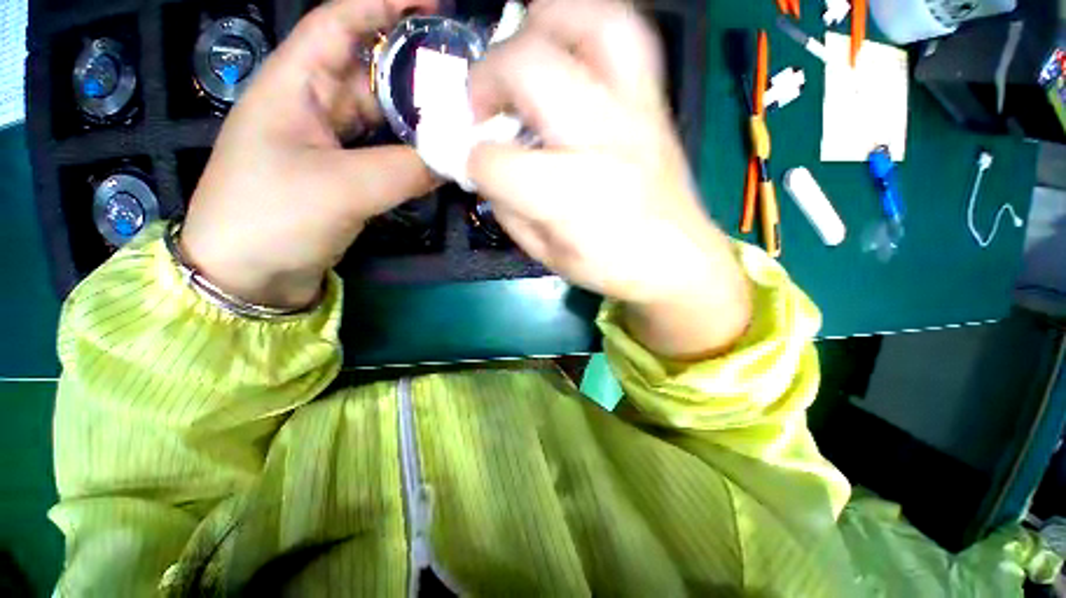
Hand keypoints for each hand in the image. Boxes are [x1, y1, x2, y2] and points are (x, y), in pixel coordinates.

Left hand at [180, 0, 437, 308]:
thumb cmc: (272, 217)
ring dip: (415, 112)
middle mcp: (312, 104)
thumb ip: (405, 171)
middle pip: (368, 67)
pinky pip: (384, 149)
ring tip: (458, 113)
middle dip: (412, 62)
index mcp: (293, 84)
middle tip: (462, 72)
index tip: (435, 4)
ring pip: (379, 112)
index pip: (340, 21)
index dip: (385, 3)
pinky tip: (436, 153)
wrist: (248, 274)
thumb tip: (457, 159)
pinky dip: (410, 149)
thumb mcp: (341, 188)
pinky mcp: (344, 173)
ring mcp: (330, 142)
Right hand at [467, 0, 750, 357]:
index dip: (472, 161)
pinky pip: (626, 33)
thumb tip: (484, 169)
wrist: (678, 259)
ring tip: (520, 56)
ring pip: (589, 21)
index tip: (473, 166)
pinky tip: (566, 53)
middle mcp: (604, 140)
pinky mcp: (656, 101)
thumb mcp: (547, 256)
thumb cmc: (610, 267)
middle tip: (481, 105)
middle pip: (529, 68)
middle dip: (485, 78)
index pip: (496, 161)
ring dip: (539, 25)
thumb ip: (508, 211)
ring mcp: (637, 111)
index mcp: (571, 198)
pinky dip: (586, 26)